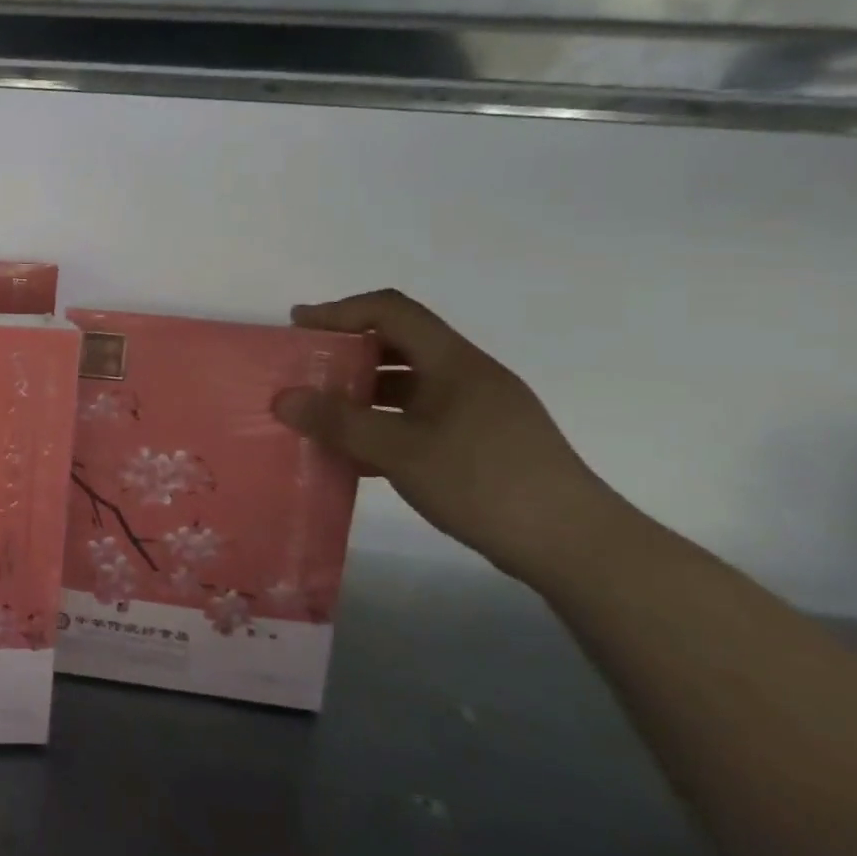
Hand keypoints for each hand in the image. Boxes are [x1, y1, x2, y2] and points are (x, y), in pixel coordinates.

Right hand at [273, 289, 628, 582]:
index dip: (341, 310)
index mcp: (453, 362)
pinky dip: (384, 424)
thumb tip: (282, 398)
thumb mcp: (400, 451)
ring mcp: (478, 410)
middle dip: (347, 353)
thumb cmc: (484, 483)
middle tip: (305, 372)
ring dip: (363, 393)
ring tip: (322, 416)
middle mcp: (467, 375)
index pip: (391, 311)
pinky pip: (420, 417)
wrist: (574, 545)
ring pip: (408, 384)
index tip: (299, 327)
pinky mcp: (482, 442)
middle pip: (398, 344)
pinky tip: (357, 456)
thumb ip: (339, 422)